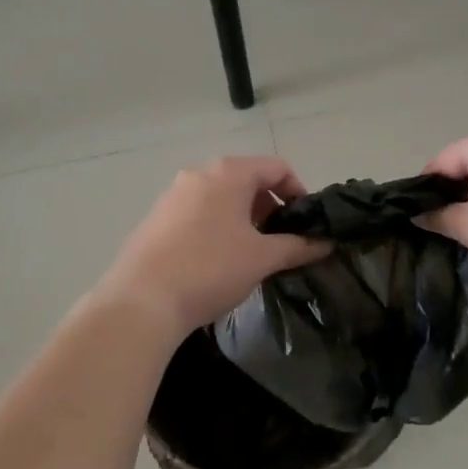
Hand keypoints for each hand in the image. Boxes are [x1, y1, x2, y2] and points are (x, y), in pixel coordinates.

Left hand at [94, 157, 328, 336]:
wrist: (142, 300)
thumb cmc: (210, 269)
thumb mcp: (262, 258)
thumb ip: (297, 246)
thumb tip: (325, 243)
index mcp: (228, 173)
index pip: (276, 167)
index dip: (298, 192)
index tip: (305, 224)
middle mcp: (199, 173)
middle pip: (247, 179)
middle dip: (270, 206)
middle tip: (280, 241)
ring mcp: (173, 194)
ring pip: (221, 196)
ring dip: (243, 217)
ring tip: (251, 252)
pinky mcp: (156, 217)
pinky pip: (198, 211)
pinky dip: (217, 225)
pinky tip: (217, 259)